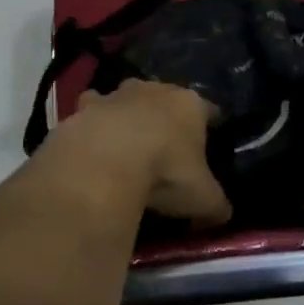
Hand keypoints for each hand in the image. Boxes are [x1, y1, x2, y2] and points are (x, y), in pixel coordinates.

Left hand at [55, 80, 231, 226]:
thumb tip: (222, 215)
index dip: (210, 126)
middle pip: (165, 98)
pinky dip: (91, 127)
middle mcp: (155, 90)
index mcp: (190, 105)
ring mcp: (115, 95)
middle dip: (165, 116)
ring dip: (125, 115)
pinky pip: (89, 114)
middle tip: (165, 146)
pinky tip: (90, 148)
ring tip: (123, 144)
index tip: (209, 141)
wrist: (102, 164)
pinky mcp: (81, 109)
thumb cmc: (164, 173)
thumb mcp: (203, 199)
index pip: (209, 110)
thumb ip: (216, 205)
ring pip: (124, 99)